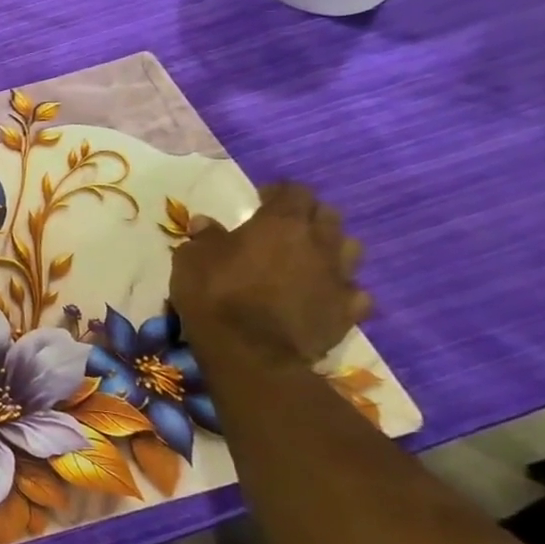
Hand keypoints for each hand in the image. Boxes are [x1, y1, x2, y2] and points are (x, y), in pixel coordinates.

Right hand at [171, 182, 372, 365]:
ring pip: (349, 248)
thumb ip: (204, 237)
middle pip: (328, 215)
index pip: (294, 192)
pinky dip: (339, 288)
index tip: (261, 198)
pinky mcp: (348, 310)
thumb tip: (206, 223)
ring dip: (330, 247)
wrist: (250, 351)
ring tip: (308, 257)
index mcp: (281, 224)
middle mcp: (318, 243)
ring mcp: (339, 277)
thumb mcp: (191, 259)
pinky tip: (322, 293)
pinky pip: (353, 290)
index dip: (279, 192)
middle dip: (308, 215)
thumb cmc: (215, 294)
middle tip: (284, 226)